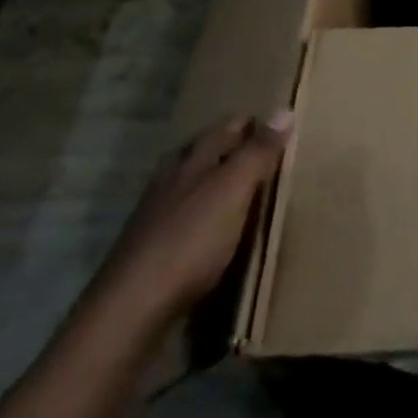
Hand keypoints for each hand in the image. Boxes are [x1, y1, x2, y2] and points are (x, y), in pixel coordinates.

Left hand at [96, 112, 293, 324]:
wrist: (133, 308)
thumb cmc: (189, 242)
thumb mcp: (231, 192)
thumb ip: (256, 155)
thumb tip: (284, 110)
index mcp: (189, 165)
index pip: (221, 132)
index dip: (246, 124)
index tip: (271, 119)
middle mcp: (170, 184)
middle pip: (199, 155)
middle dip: (225, 147)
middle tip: (258, 146)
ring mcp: (156, 219)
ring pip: (188, 187)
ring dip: (212, 181)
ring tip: (240, 185)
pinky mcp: (154, 252)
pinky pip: (185, 220)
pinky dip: (204, 215)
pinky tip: (213, 229)